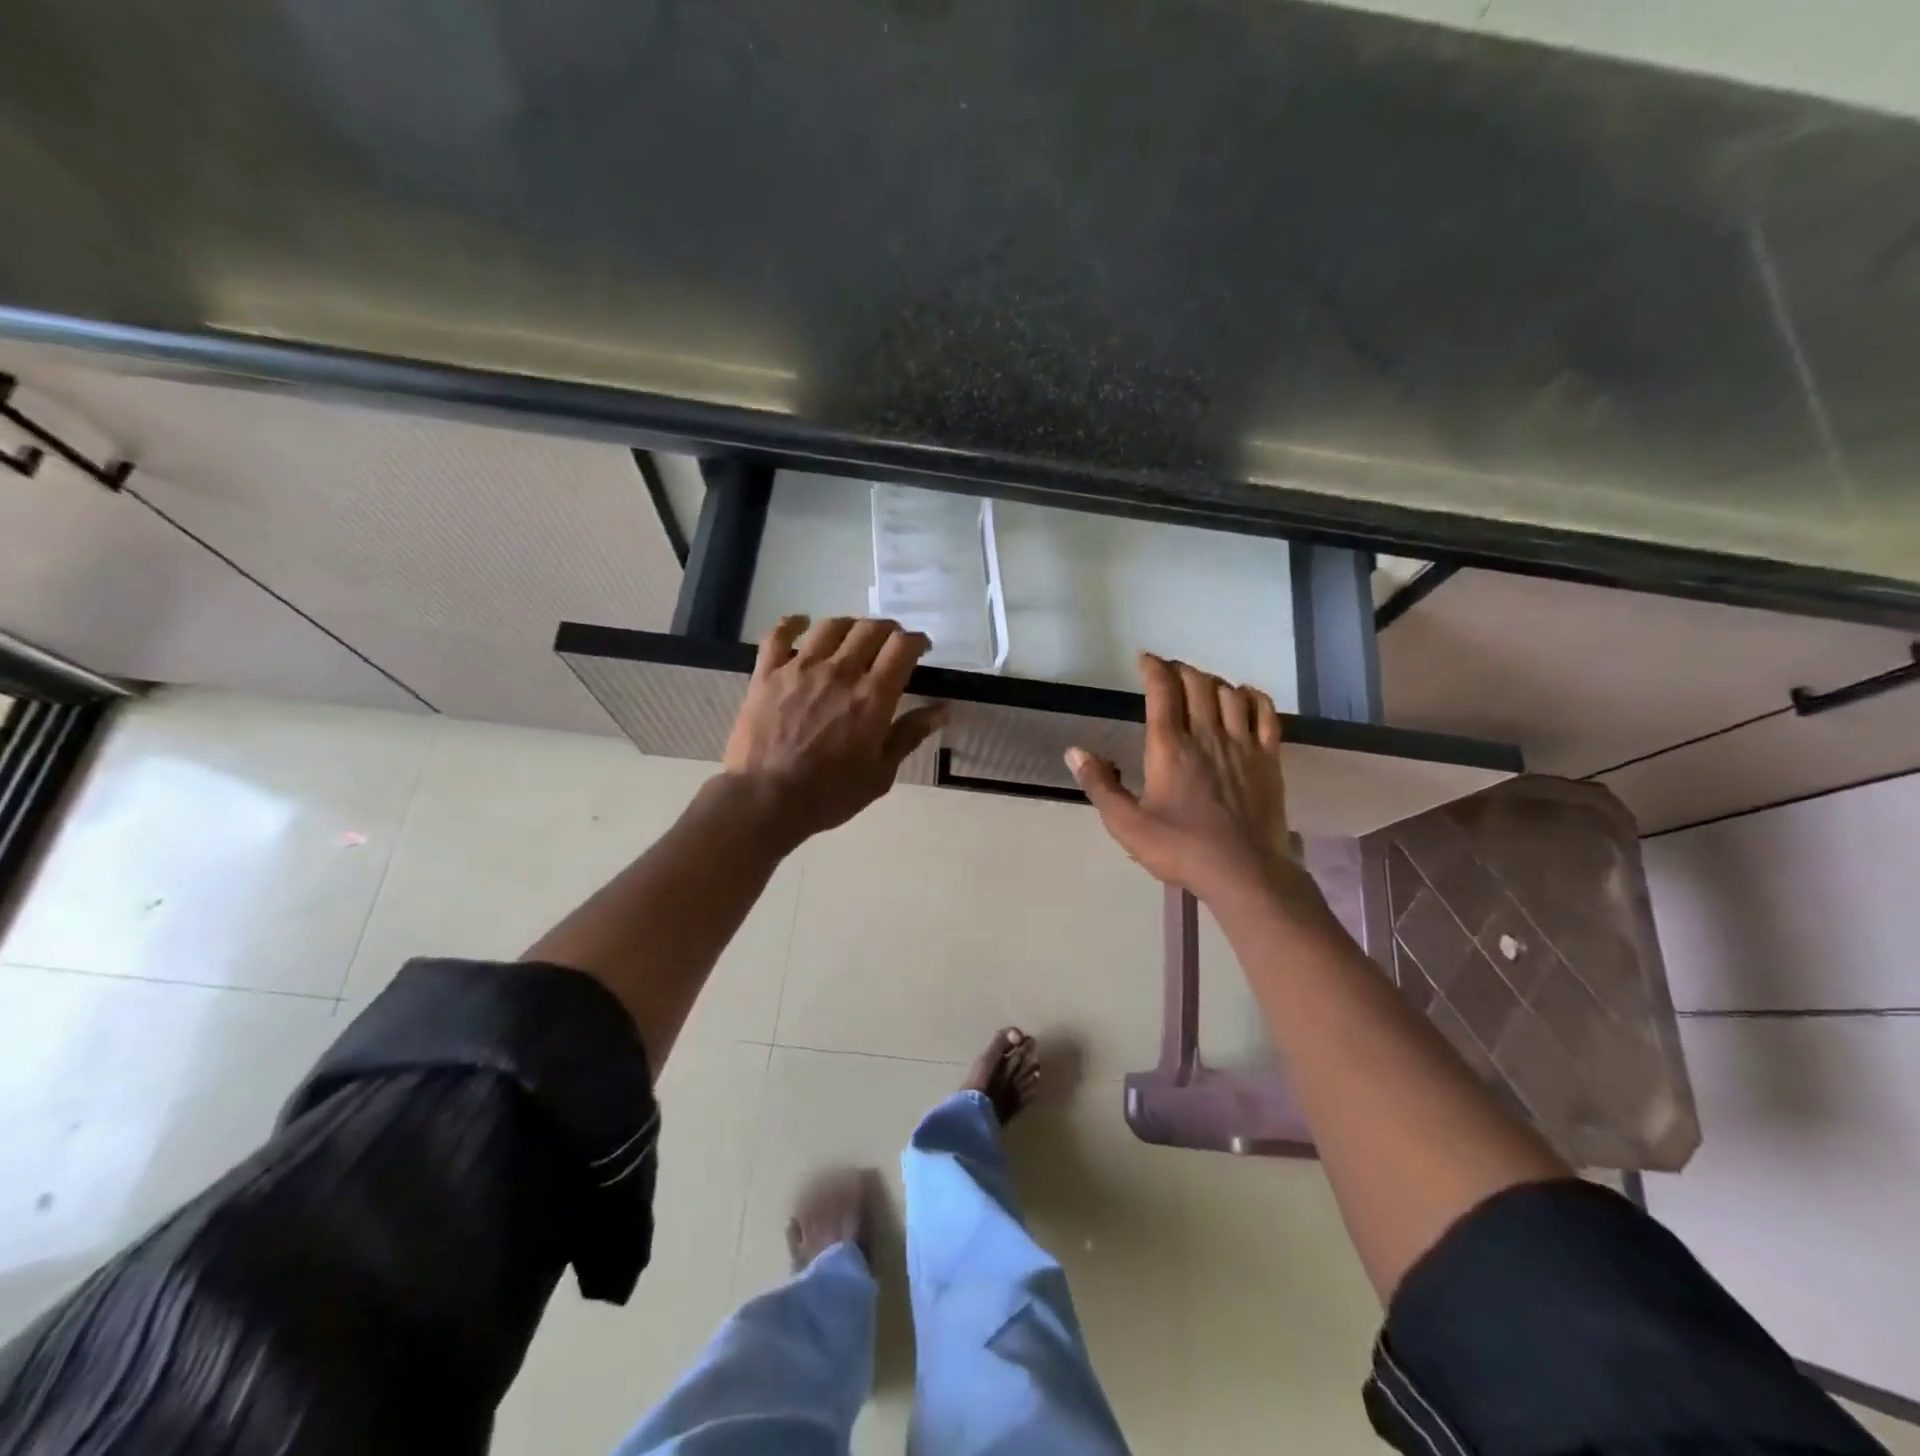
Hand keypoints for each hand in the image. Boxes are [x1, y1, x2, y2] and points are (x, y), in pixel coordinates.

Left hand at [723, 615, 945, 844]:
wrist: (766, 799)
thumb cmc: (830, 793)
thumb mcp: (881, 773)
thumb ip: (910, 735)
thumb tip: (943, 709)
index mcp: (872, 696)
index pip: (902, 647)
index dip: (916, 641)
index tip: (920, 649)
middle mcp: (840, 671)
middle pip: (870, 629)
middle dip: (888, 630)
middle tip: (890, 644)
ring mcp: (800, 668)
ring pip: (830, 626)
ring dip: (849, 625)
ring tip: (853, 637)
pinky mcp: (767, 673)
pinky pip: (778, 634)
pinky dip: (793, 623)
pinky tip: (801, 624)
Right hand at [1066, 653, 1308, 906]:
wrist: (1244, 872)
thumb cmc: (1181, 848)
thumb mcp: (1127, 824)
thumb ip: (1100, 785)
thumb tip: (1074, 751)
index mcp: (1169, 747)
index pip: (1162, 690)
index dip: (1153, 667)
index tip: (1144, 658)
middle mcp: (1206, 734)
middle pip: (1197, 683)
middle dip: (1181, 670)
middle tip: (1169, 672)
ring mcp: (1242, 745)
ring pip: (1229, 693)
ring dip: (1212, 681)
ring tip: (1201, 685)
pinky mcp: (1269, 759)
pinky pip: (1265, 714)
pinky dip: (1253, 697)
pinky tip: (1244, 697)